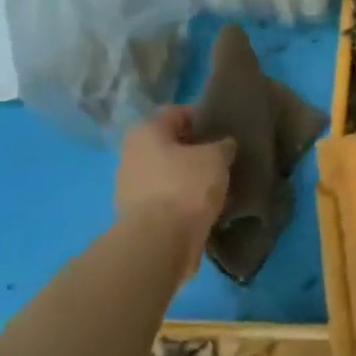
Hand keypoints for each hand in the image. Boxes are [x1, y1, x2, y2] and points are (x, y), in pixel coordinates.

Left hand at [115, 108, 235, 245]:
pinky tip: (207, 205)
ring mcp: (130, 187)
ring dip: (191, 176)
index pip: (177, 113)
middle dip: (197, 150)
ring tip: (220, 183)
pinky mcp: (137, 216)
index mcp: (145, 132)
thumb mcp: (216, 157)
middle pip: (171, 144)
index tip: (225, 130)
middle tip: (225, 157)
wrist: (159, 243)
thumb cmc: (186, 186)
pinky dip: (185, 199)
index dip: (203, 117)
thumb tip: (223, 145)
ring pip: (169, 173)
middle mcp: (131, 155)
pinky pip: (167, 198)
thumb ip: (223, 145)